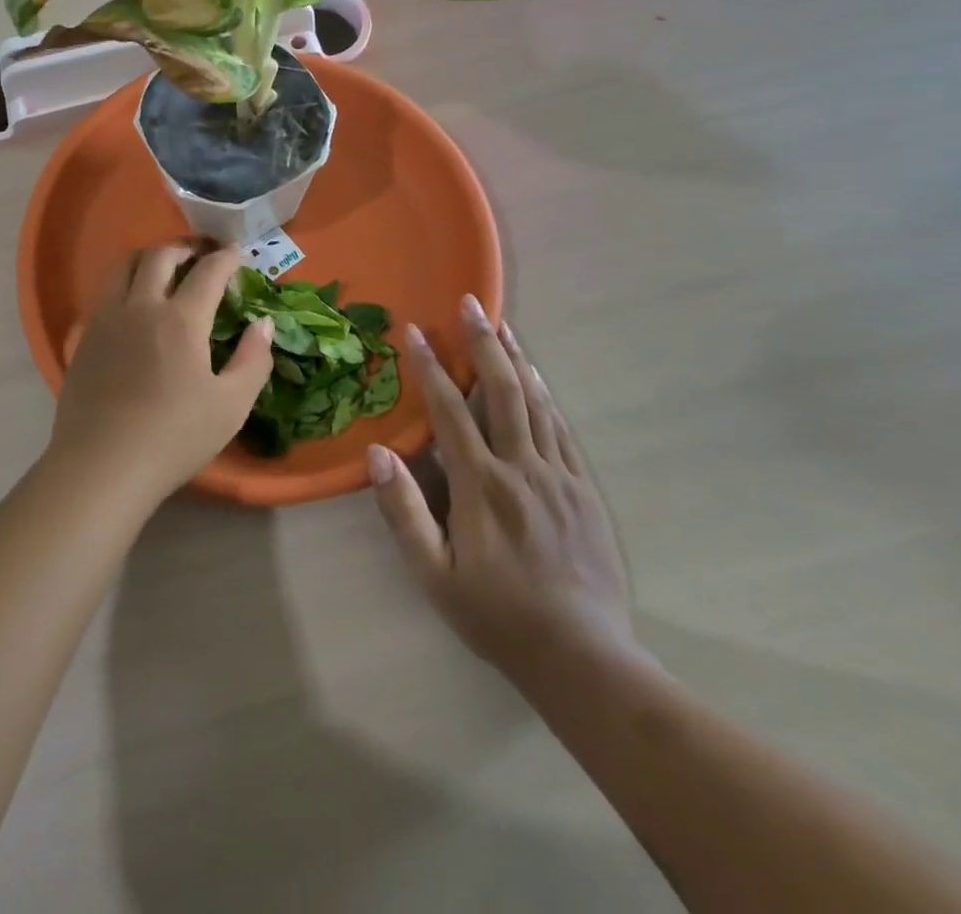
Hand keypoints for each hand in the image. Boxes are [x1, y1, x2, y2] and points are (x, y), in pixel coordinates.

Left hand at [50, 242, 272, 503]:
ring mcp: (106, 319)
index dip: (225, 258)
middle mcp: (140, 307)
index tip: (235, 252)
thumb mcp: (231, 406)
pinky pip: (104, 294)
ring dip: (148, 258)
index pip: (207, 272)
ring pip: (123, 266)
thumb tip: (262, 324)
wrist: (102, 465)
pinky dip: (124, 285)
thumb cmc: (174, 437)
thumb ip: (254, 360)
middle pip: (159, 256)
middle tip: (200, 256)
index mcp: (181, 319)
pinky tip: (132, 308)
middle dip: (184, 248)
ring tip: (164, 270)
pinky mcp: (84, 337)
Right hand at [367, 297, 641, 681]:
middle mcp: (521, 468)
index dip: (431, 368)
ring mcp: (558, 476)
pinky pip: (562, 429)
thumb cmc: (497, 615)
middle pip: (501, 391)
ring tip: (502, 324)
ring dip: (516, 359)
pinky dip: (545, 395)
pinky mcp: (583, 489)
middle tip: (471, 302)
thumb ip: (403, 512)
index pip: (449, 412)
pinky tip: (536, 377)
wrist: (584, 658)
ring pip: (535, 402)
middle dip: (483, 343)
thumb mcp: (434, 575)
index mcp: (480, 486)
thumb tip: (377, 454)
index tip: (417, 332)